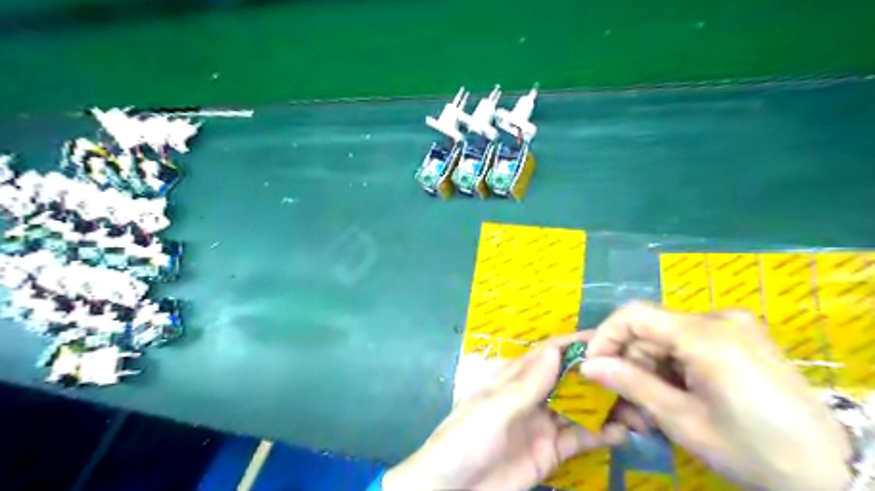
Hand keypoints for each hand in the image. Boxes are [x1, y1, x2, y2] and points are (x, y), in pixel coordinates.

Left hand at [386, 337, 624, 490]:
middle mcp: (532, 396)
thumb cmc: (466, 439)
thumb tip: (557, 349)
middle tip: (637, 377)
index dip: (577, 345)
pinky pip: (579, 438)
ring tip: (640, 407)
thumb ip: (527, 384)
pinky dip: (601, 434)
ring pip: (580, 408)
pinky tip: (623, 433)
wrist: (451, 490)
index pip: (550, 354)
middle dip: (600, 377)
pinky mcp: (550, 452)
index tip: (612, 341)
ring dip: (606, 406)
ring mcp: (542, 424)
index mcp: (514, 378)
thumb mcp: (494, 408)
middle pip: (570, 379)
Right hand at [583, 304, 851, 489]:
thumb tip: (588, 366)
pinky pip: (691, 344)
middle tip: (624, 402)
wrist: (833, 472)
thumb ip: (631, 384)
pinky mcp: (743, 339)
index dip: (605, 337)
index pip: (633, 315)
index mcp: (704, 334)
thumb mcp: (682, 420)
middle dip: (630, 363)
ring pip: (669, 339)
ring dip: (651, 370)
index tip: (593, 367)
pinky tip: (677, 396)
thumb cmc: (752, 449)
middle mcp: (718, 319)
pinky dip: (674, 368)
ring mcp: (734, 327)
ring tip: (651, 408)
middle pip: (652, 330)